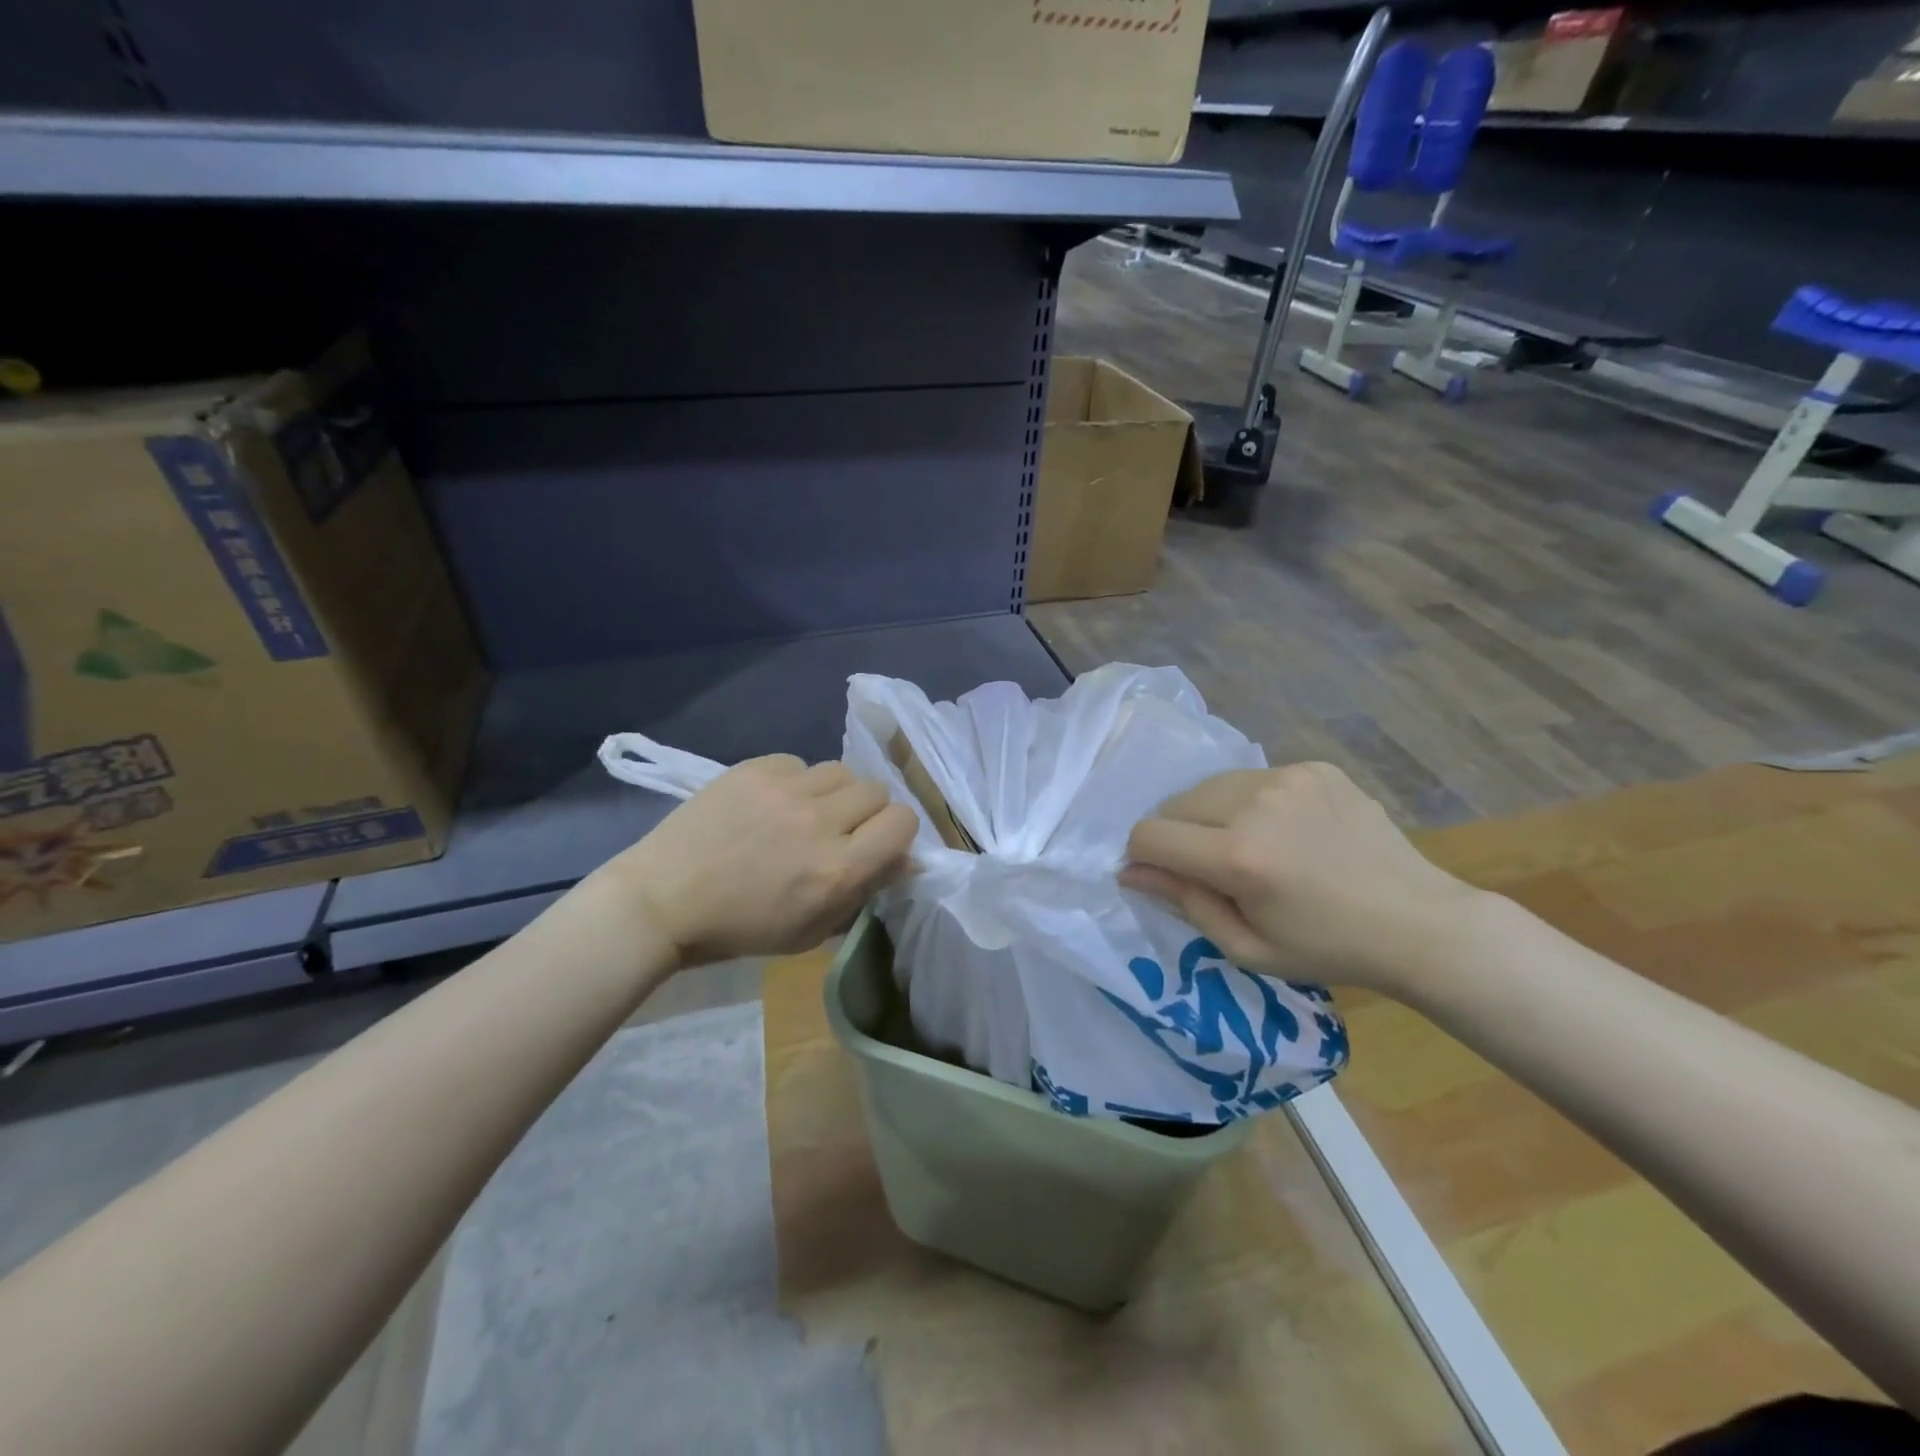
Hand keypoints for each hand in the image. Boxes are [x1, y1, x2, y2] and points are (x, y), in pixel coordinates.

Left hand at [602, 756, 917, 967]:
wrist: (663, 899)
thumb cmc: (740, 928)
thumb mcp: (811, 930)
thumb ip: (864, 891)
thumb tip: (905, 860)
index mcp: (837, 869)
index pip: (903, 822)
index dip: (897, 833)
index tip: (878, 845)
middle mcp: (819, 822)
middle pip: (878, 790)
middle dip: (868, 813)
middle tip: (840, 832)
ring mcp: (785, 789)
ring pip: (842, 771)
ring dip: (835, 794)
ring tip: (806, 813)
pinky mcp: (755, 768)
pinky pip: (799, 763)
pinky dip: (796, 782)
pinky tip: (772, 803)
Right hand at [1121, 762, 1484, 993]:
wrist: (1420, 922)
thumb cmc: (1328, 948)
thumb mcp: (1247, 947)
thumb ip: (1183, 902)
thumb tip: (1130, 872)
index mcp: (1239, 856)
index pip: (1150, 834)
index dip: (1143, 857)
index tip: (1162, 876)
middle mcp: (1257, 802)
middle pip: (1176, 804)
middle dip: (1177, 835)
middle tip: (1212, 869)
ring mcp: (1288, 777)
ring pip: (1211, 786)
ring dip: (1211, 815)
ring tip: (1250, 847)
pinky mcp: (1314, 767)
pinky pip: (1253, 779)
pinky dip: (1251, 803)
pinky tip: (1287, 832)